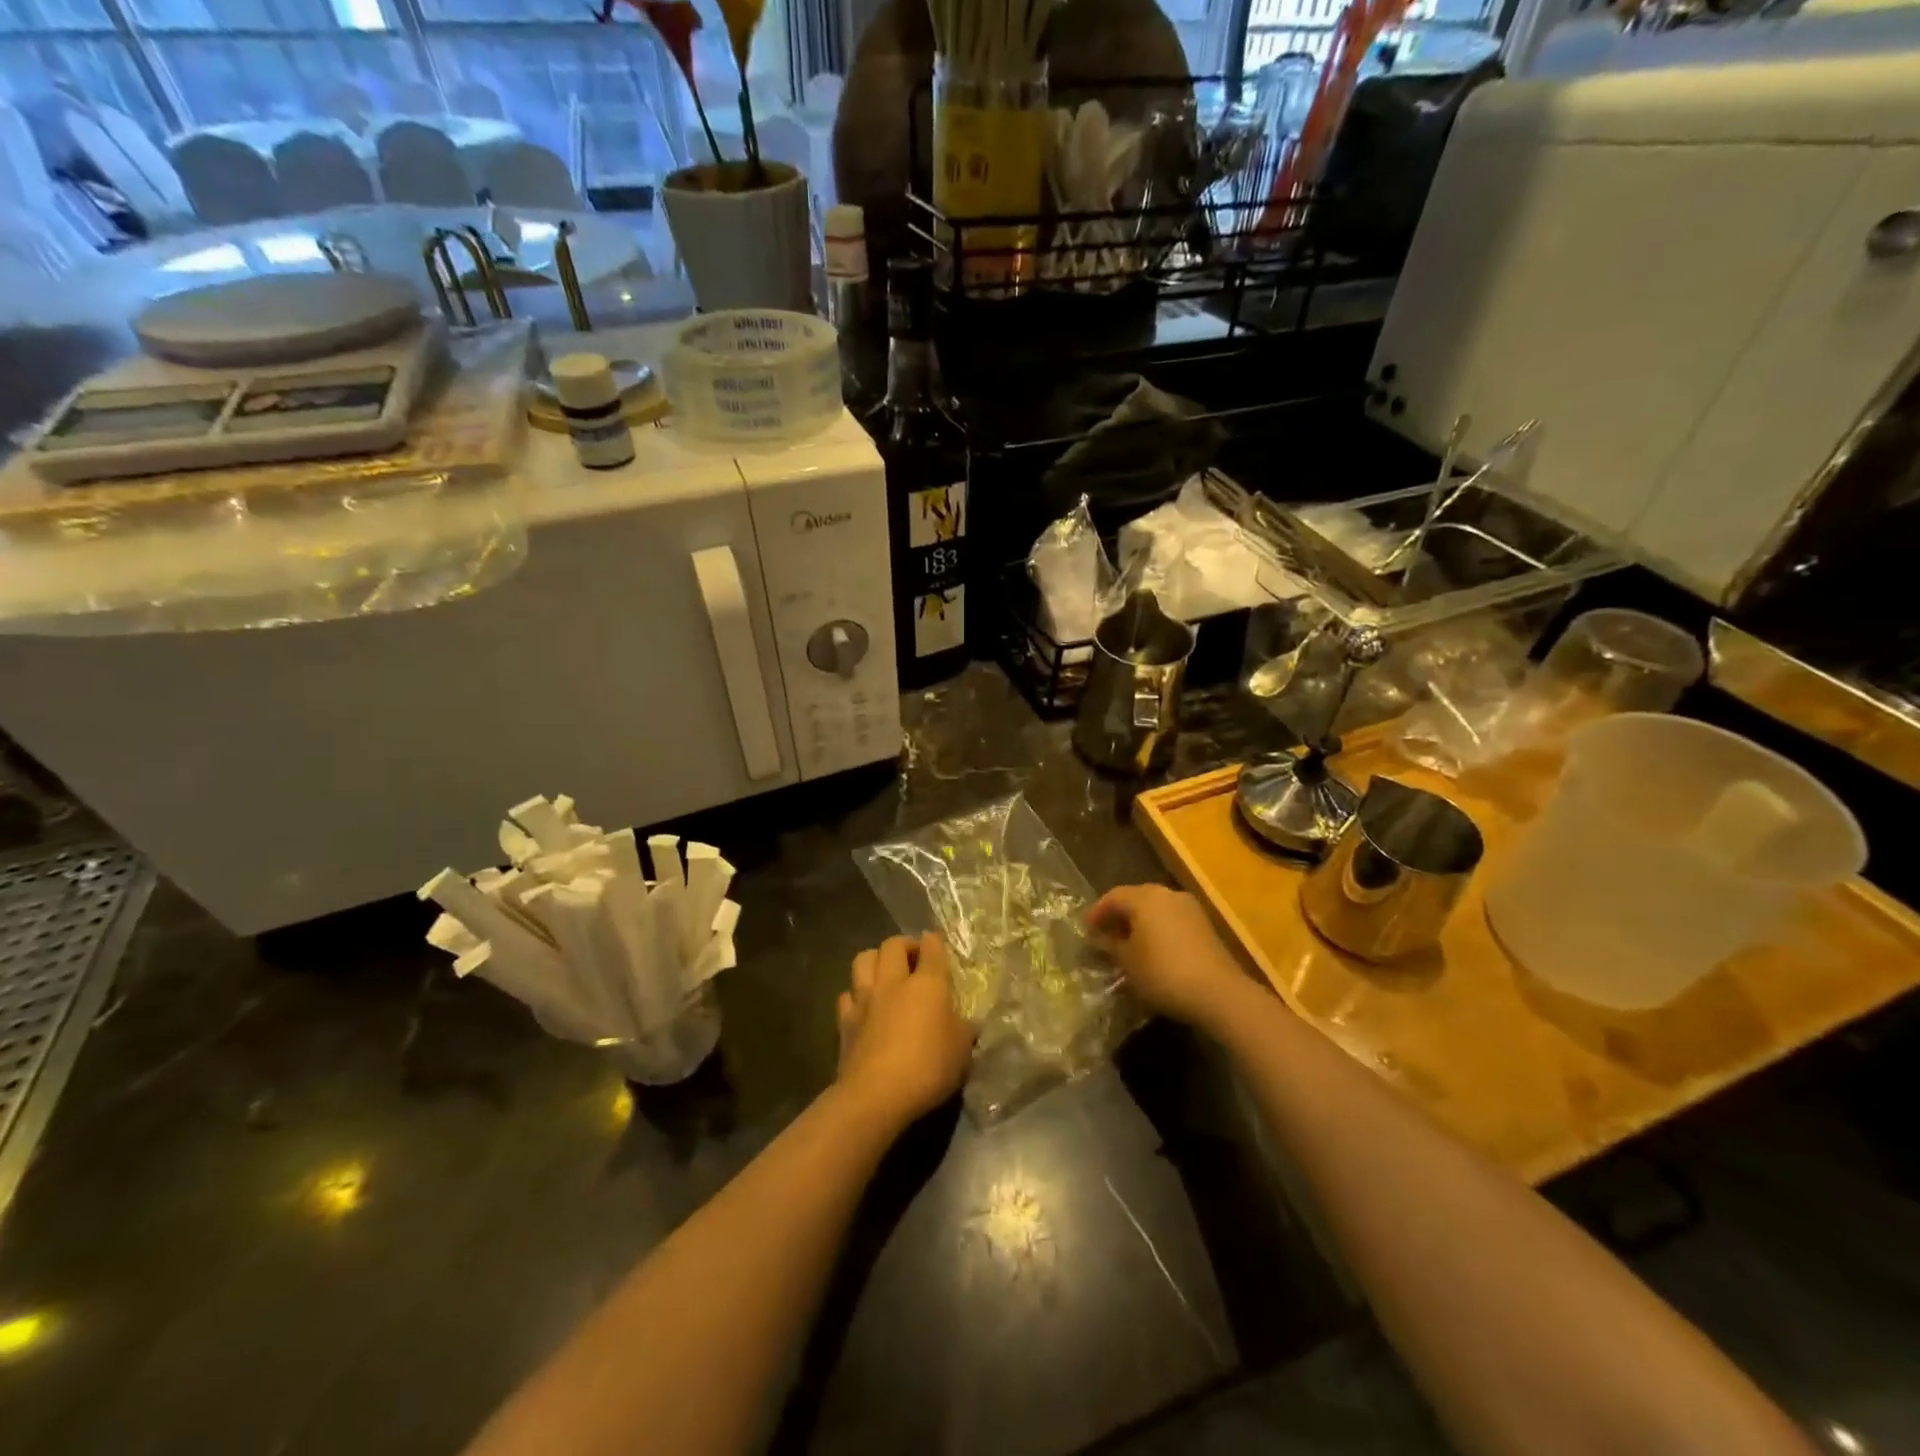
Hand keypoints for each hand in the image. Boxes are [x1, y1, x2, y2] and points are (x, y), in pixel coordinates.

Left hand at [835, 933, 973, 1130]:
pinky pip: (847, 995)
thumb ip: (963, 1030)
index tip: (936, 941)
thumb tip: (967, 1022)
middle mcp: (893, 983)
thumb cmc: (928, 1068)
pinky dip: (855, 995)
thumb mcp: (962, 1052)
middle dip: (904, 944)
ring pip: (863, 960)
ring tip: (884, 972)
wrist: (876, 1095)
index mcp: (927, 984)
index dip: (935, 941)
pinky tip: (863, 1006)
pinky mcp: (844, 1021)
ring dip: (874, 959)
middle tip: (913, 957)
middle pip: (892, 945)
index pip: (932, 948)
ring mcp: (865, 1000)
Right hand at [1086, 884, 1247, 1028]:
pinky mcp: (1204, 925)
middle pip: (1135, 899)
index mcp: (1145, 897)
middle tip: (1104, 936)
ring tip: (1127, 945)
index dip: (1096, 913)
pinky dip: (1157, 930)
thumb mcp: (1128, 962)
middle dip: (1118, 916)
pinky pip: (1171, 920)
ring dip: (1138, 923)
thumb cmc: (1163, 973)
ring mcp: (1189, 908)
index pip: (1112, 897)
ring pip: (1155, 909)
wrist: (1218, 992)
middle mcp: (1167, 894)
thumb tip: (1101, 938)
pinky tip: (1152, 951)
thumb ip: (1111, 945)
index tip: (1085, 930)